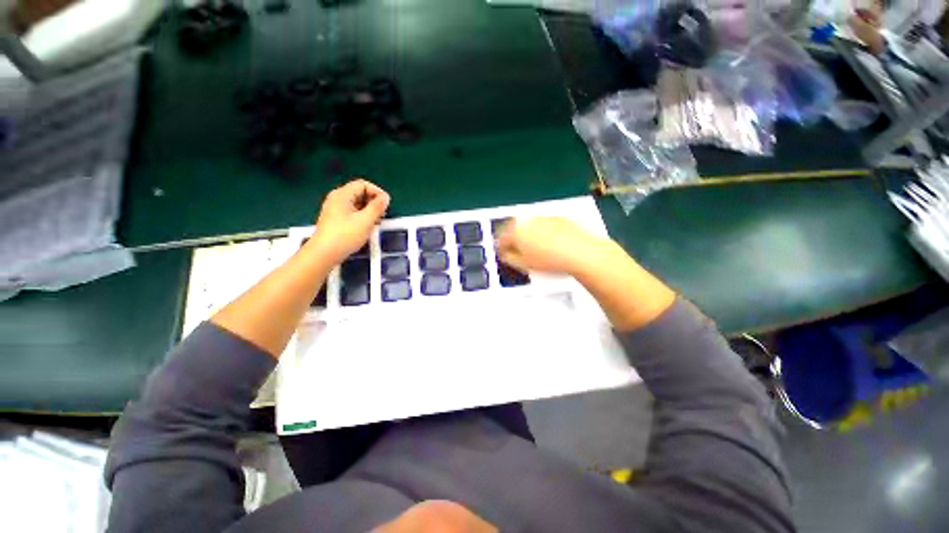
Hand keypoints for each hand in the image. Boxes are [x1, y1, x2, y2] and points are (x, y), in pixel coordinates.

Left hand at [307, 179, 389, 265]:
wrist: (324, 254)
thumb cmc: (345, 235)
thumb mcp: (365, 220)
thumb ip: (377, 207)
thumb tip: (385, 197)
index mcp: (342, 195)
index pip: (363, 185)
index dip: (377, 192)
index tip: (387, 204)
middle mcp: (337, 199)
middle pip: (359, 192)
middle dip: (373, 201)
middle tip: (383, 213)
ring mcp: (334, 209)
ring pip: (356, 203)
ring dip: (369, 209)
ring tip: (378, 220)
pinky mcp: (335, 220)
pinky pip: (352, 212)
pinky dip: (362, 215)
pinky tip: (368, 226)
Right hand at [497, 217, 606, 275]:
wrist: (581, 253)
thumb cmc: (549, 261)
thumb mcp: (524, 265)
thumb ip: (508, 258)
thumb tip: (505, 254)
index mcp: (515, 230)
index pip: (500, 239)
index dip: (500, 249)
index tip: (504, 256)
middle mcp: (527, 219)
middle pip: (513, 229)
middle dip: (513, 240)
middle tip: (517, 253)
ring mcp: (542, 217)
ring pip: (528, 225)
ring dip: (526, 235)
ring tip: (534, 249)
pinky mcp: (557, 217)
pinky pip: (542, 224)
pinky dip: (540, 232)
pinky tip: (548, 243)